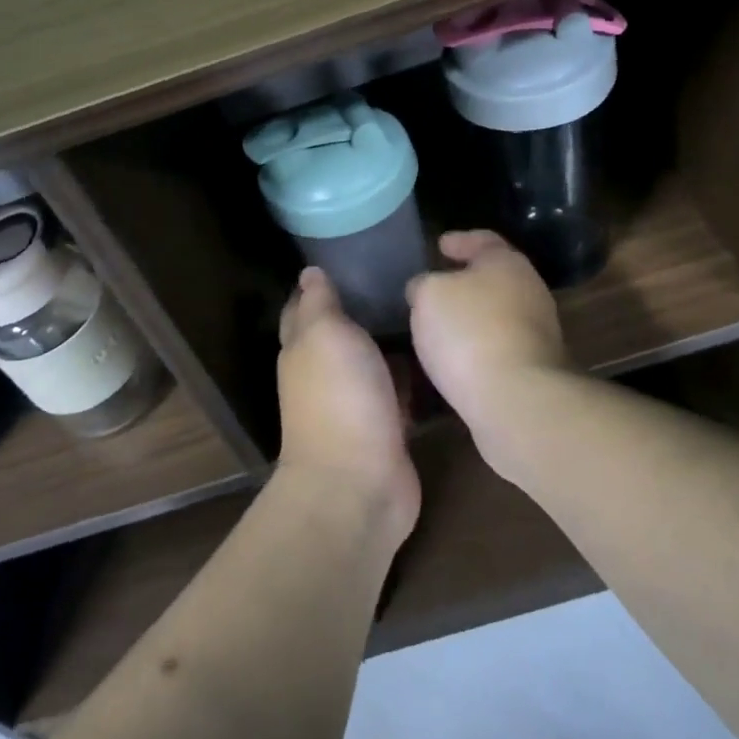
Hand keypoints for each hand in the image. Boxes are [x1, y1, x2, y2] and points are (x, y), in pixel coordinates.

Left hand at [276, 267, 420, 545]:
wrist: (360, 484)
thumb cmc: (340, 397)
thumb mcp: (325, 334)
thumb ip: (320, 303)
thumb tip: (309, 272)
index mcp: (302, 347)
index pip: (304, 305)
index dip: (320, 282)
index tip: (350, 254)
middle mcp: (324, 371)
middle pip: (340, 330)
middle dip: (362, 305)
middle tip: (402, 273)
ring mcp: (356, 400)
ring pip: (372, 359)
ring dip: (390, 338)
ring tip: (425, 303)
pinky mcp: (386, 424)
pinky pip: (398, 388)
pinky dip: (411, 372)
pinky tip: (436, 350)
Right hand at [406, 231, 569, 475]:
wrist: (516, 399)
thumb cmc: (469, 331)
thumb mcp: (428, 294)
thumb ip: (424, 284)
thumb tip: (425, 290)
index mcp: (507, 263)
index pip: (484, 240)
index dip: (460, 240)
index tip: (440, 245)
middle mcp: (530, 291)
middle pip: (495, 277)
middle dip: (466, 280)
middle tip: (436, 286)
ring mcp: (537, 332)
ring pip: (497, 313)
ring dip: (472, 316)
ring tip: (439, 325)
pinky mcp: (535, 368)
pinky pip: (498, 345)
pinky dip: (477, 345)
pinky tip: (456, 357)